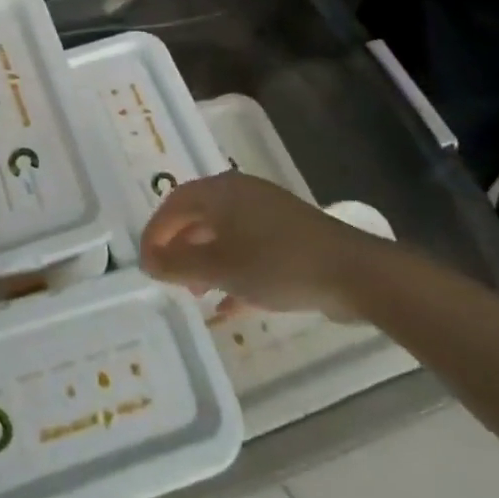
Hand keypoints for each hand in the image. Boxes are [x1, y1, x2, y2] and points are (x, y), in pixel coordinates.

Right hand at [140, 174, 385, 317]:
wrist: (352, 273)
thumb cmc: (277, 263)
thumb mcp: (220, 267)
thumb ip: (178, 264)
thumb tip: (148, 260)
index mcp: (220, 191)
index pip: (173, 204)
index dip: (154, 233)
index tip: (146, 266)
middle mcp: (240, 194)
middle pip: (197, 218)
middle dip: (179, 249)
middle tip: (169, 280)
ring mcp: (266, 214)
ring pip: (222, 235)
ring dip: (204, 263)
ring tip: (196, 295)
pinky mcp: (287, 236)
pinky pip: (247, 250)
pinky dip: (232, 273)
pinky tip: (227, 306)